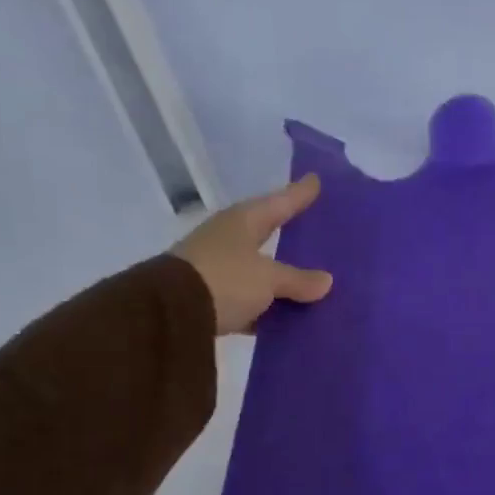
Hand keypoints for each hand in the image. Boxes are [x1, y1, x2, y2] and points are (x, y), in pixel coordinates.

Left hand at [172, 175, 332, 335]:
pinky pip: (252, 299)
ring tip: (314, 281)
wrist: (169, 314)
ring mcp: (218, 269)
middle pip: (267, 234)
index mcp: (242, 222)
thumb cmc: (224, 279)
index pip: (279, 202)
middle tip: (318, 231)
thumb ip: (297, 279)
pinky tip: (290, 313)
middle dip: (290, 235)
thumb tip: (326, 281)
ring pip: (261, 270)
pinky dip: (269, 305)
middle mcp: (228, 239)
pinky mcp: (212, 299)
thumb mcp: (268, 278)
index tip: (316, 180)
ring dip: (282, 276)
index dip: (299, 193)